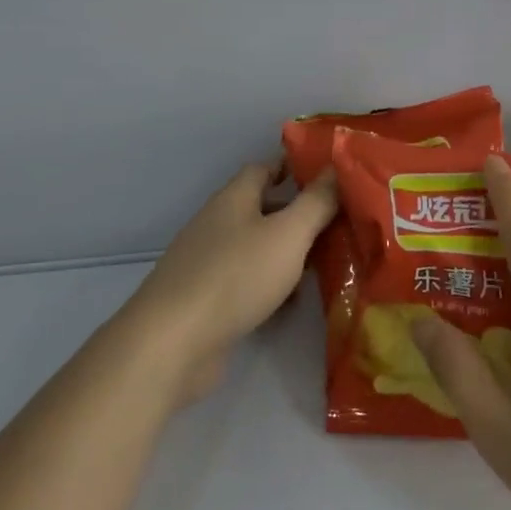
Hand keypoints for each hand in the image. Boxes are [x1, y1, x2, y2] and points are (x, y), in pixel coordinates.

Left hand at [118, 162, 338, 403]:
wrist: (173, 342)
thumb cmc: (236, 276)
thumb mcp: (288, 234)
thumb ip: (316, 202)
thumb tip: (336, 167)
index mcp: (233, 199)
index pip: (263, 168)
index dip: (293, 168)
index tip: (327, 175)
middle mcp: (217, 224)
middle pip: (262, 208)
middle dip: (297, 213)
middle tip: (338, 222)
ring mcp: (208, 263)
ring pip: (256, 247)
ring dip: (287, 252)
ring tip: (325, 262)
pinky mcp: (206, 299)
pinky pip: (246, 281)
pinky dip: (270, 285)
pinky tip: (291, 302)